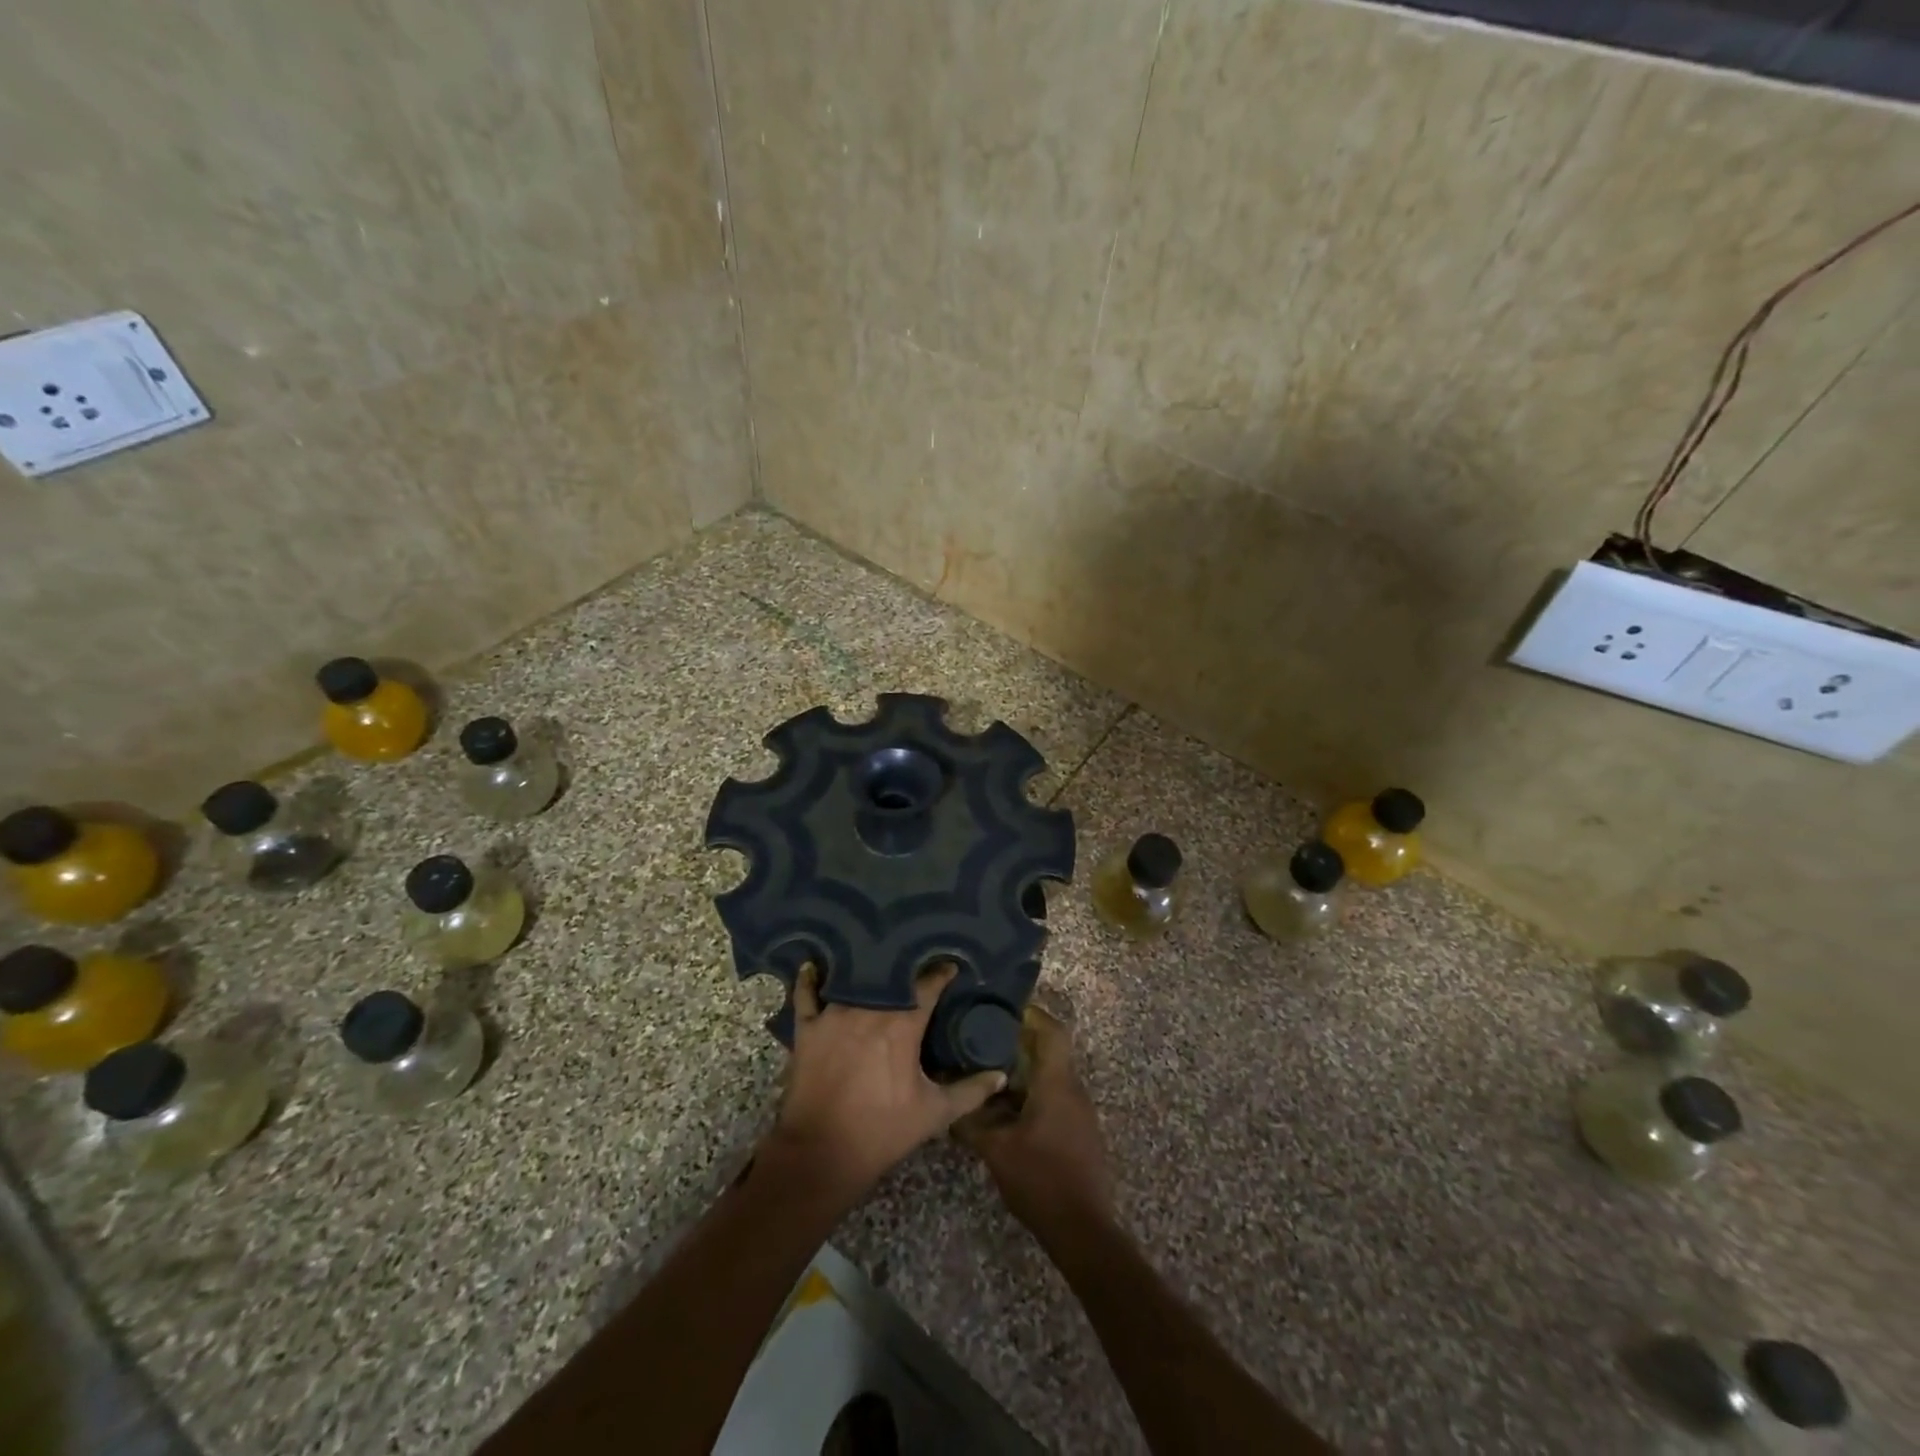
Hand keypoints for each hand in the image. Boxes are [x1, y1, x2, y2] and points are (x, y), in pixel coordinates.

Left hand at [766, 962, 1005, 1198]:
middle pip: (890, 977)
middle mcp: (868, 1008)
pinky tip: (812, 966)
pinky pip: (806, 995)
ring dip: (865, 971)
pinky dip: (809, 980)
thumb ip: (970, 1091)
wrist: (822, 1153)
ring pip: (852, 980)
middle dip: (904, 968)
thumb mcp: (934, 1114)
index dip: (941, 974)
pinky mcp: (807, 1028)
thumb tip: (1000, 1076)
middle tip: (914, 962)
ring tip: (875, 959)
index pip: (928, 986)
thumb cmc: (882, 1131)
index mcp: (902, 1024)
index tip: (950, 967)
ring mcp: (834, 1015)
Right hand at [956, 1005, 1112, 1234]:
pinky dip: (1031, 1093)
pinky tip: (1004, 1109)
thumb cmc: (1040, 1179)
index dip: (1031, 1014)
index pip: (1052, 1031)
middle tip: (984, 1039)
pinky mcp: (1078, 1131)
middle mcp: (1072, 1089)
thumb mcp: (996, 1149)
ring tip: (987, 1072)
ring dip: (1023, 1071)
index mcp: (1057, 1083)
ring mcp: (1078, 1112)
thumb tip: (947, 1104)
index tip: (1003, 1009)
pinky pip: (1054, 1097)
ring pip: (1050, 1076)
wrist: (1082, 1229)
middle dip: (1019, 1042)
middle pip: (1050, 1051)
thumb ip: (971, 1122)